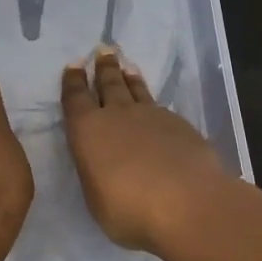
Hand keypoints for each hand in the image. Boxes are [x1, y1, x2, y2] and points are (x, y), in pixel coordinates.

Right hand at [61, 47, 241, 257]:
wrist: (187, 203)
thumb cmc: (129, 209)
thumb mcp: (97, 199)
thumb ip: (97, 176)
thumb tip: (104, 166)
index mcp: (87, 131)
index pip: (75, 98)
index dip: (73, 81)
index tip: (74, 65)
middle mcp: (117, 115)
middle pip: (108, 84)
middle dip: (104, 68)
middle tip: (104, 51)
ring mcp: (151, 116)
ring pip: (136, 90)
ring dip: (129, 77)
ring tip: (126, 65)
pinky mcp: (180, 125)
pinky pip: (160, 106)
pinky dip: (152, 101)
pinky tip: (155, 107)